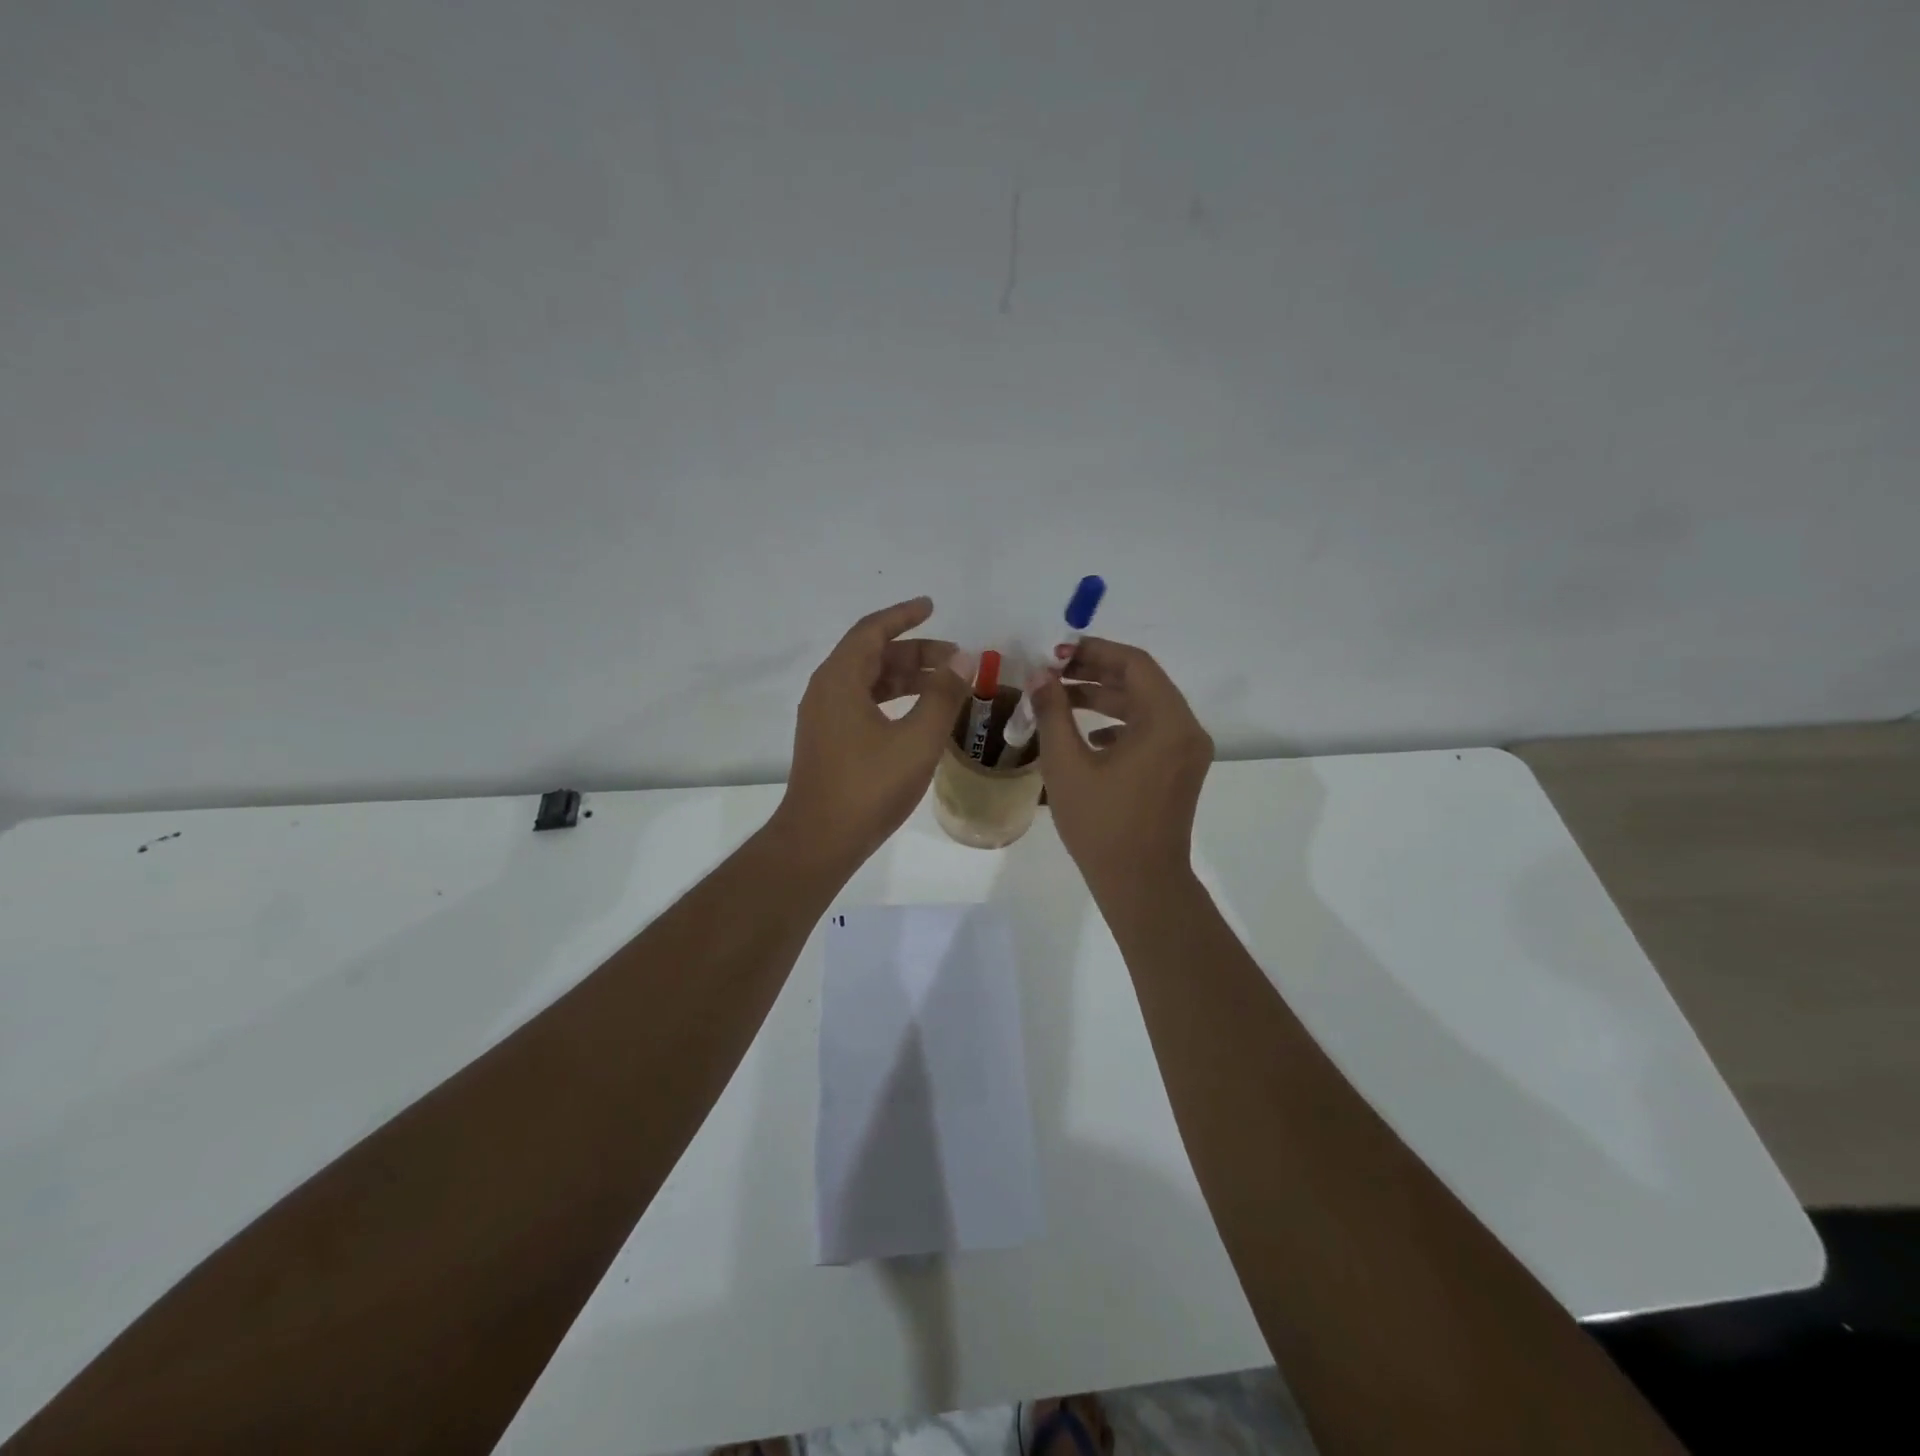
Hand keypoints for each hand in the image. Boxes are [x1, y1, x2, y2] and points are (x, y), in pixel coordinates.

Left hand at [776, 597, 972, 868]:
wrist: (820, 840)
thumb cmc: (869, 786)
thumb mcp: (917, 740)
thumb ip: (943, 696)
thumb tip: (962, 660)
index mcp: (840, 679)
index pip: (872, 631)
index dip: (903, 615)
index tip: (931, 606)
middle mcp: (826, 690)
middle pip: (872, 655)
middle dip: (914, 652)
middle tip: (955, 659)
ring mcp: (824, 718)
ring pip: (868, 682)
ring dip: (906, 678)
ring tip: (945, 685)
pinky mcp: (828, 741)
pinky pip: (863, 704)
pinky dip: (893, 700)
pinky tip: (919, 716)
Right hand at [1028, 637, 1214, 898]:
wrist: (1141, 884)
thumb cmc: (1102, 825)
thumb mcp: (1067, 765)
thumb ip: (1052, 712)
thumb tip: (1039, 676)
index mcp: (1167, 721)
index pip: (1134, 663)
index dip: (1094, 651)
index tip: (1056, 653)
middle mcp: (1186, 729)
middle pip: (1141, 682)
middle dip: (1095, 673)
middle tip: (1052, 672)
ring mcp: (1187, 752)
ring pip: (1144, 707)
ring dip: (1103, 698)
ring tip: (1060, 699)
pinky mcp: (1179, 770)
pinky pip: (1150, 732)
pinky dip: (1118, 725)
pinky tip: (1087, 737)